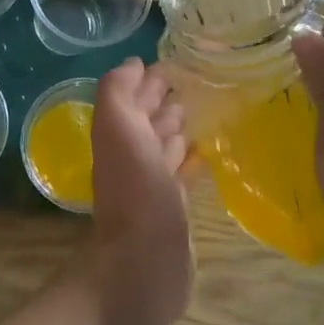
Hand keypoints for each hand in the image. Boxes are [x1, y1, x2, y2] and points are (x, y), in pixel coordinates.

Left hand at [87, 58, 193, 324]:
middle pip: (148, 121)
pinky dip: (190, 162)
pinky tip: (205, 154)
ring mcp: (153, 185)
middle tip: (192, 83)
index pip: (133, 98)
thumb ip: (118, 92)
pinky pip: (181, 176)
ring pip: (164, 147)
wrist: (145, 262)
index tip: (177, 63)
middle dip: (164, 100)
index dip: (149, 80)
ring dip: (177, 128)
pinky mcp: (174, 210)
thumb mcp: (118, 128)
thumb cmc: (135, 189)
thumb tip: (133, 64)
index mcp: (118, 135)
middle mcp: (132, 157)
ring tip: (201, 110)